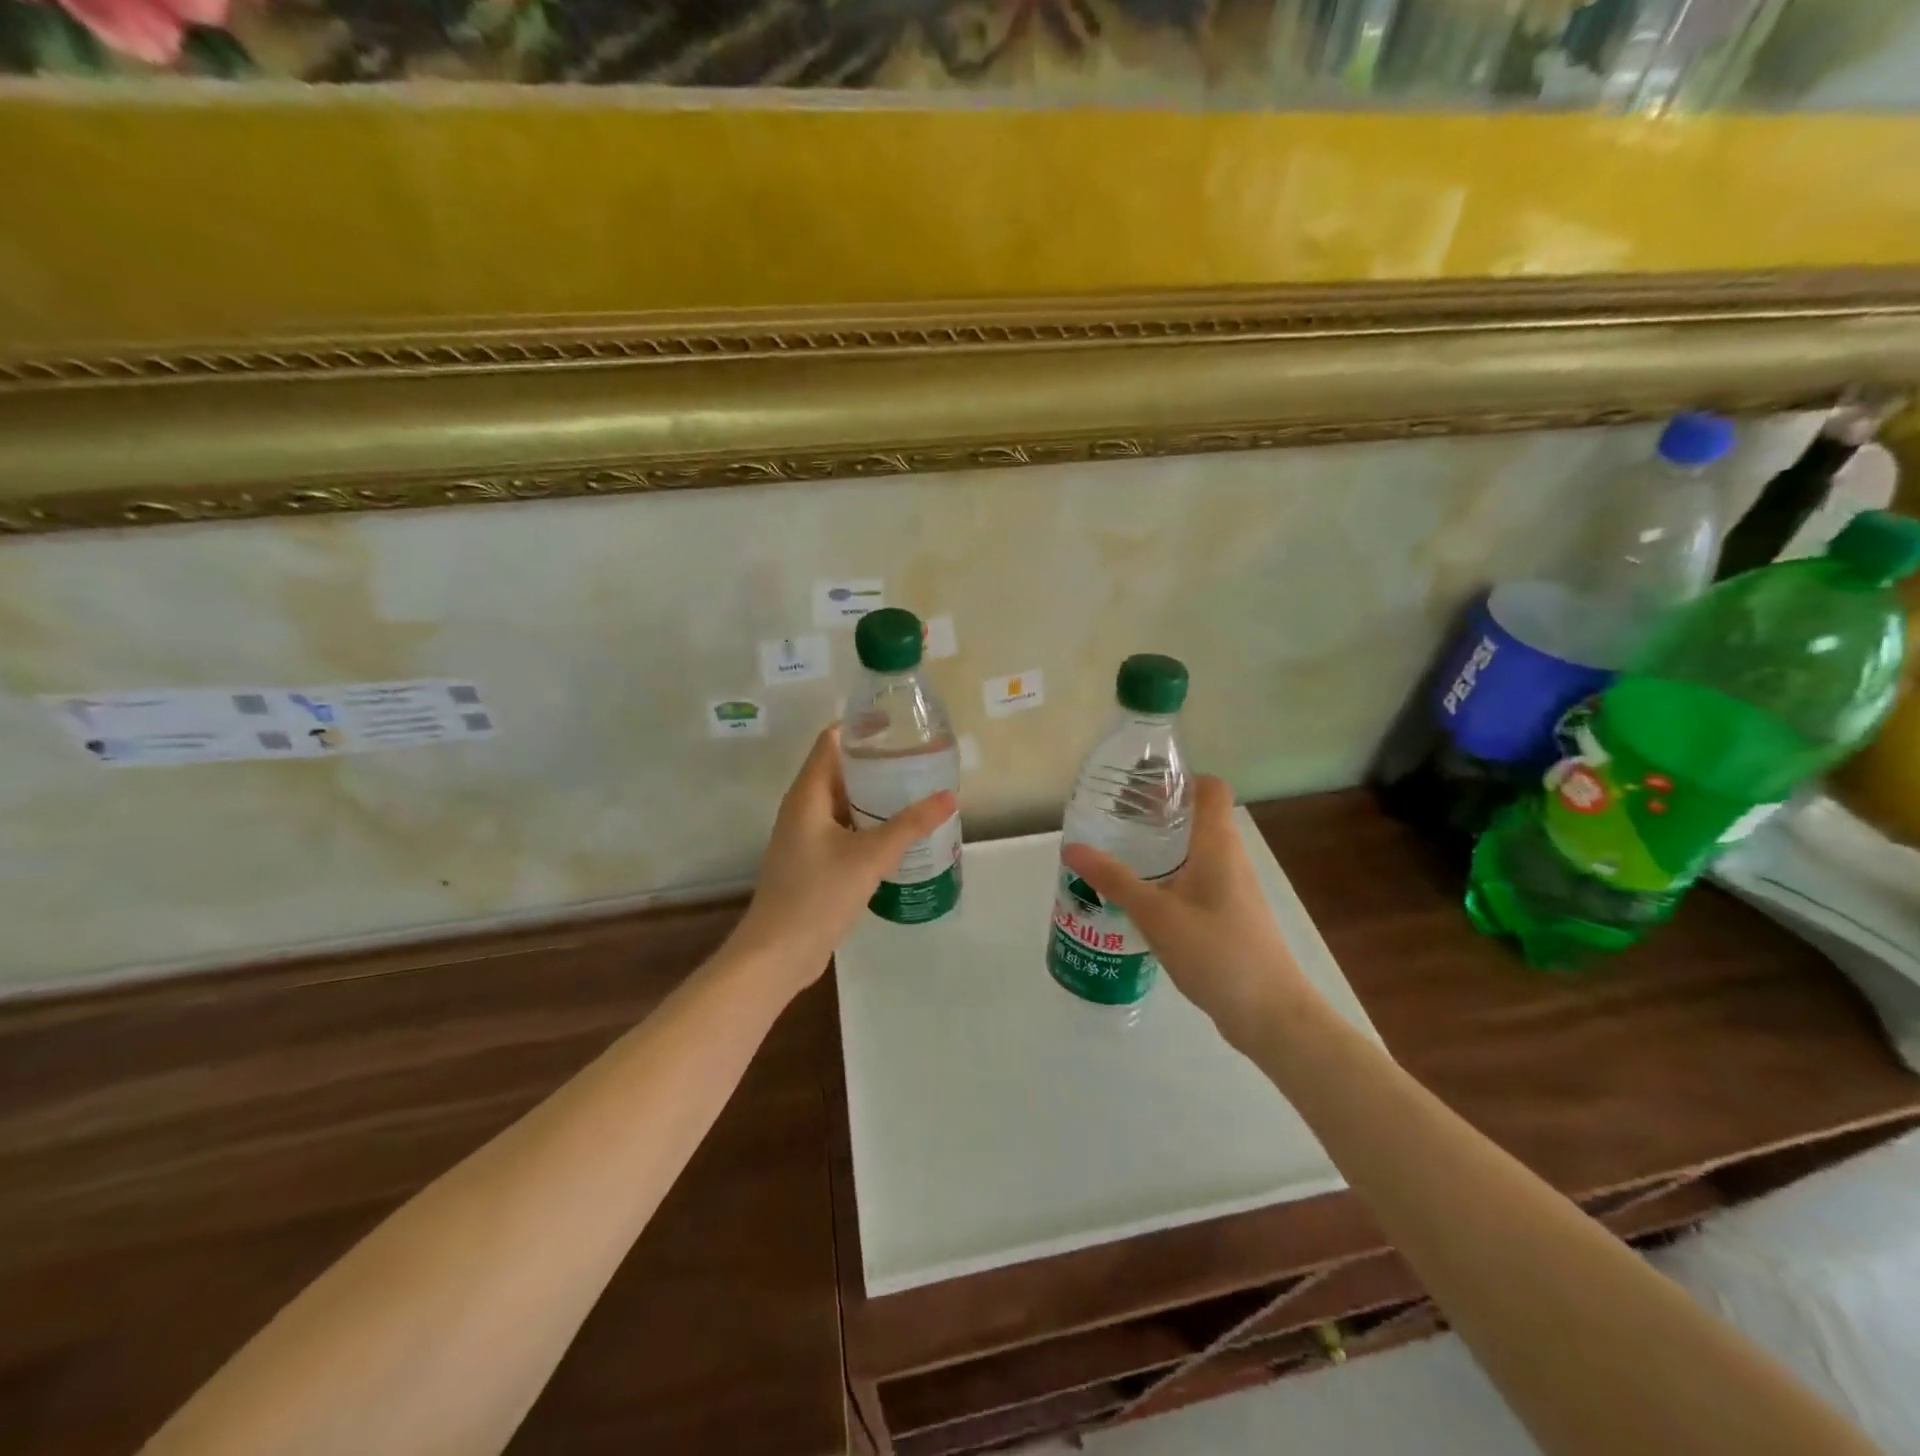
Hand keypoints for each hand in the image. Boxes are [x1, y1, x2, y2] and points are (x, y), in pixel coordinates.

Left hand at [732, 727, 957, 994]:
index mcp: (808, 794)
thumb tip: (949, 796)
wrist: (777, 954)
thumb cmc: (817, 896)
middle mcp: (803, 808)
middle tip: (920, 760)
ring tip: (917, 792)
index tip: (901, 725)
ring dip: (876, 796)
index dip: (863, 727)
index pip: (832, 741)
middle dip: (878, 763)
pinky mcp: (813, 860)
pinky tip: (900, 834)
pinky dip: (869, 824)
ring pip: (844, 802)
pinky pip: (844, 829)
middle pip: (841, 770)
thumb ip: (910, 825)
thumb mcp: (869, 857)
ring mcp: (806, 836)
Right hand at [1061, 776, 1319, 1048]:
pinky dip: (1171, 876)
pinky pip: (1197, 880)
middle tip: (1115, 817)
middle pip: (1199, 817)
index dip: (1179, 778)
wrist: (1271, 1014)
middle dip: (1159, 812)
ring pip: (1196, 851)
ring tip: (1121, 852)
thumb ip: (1114, 880)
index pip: (1210, 789)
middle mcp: (1231, 858)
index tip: (1140, 785)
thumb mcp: (1156, 914)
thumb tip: (1072, 848)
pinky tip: (1142, 897)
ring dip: (1163, 846)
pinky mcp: (1230, 915)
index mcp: (1218, 844)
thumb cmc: (1216, 951)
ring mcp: (1234, 889)